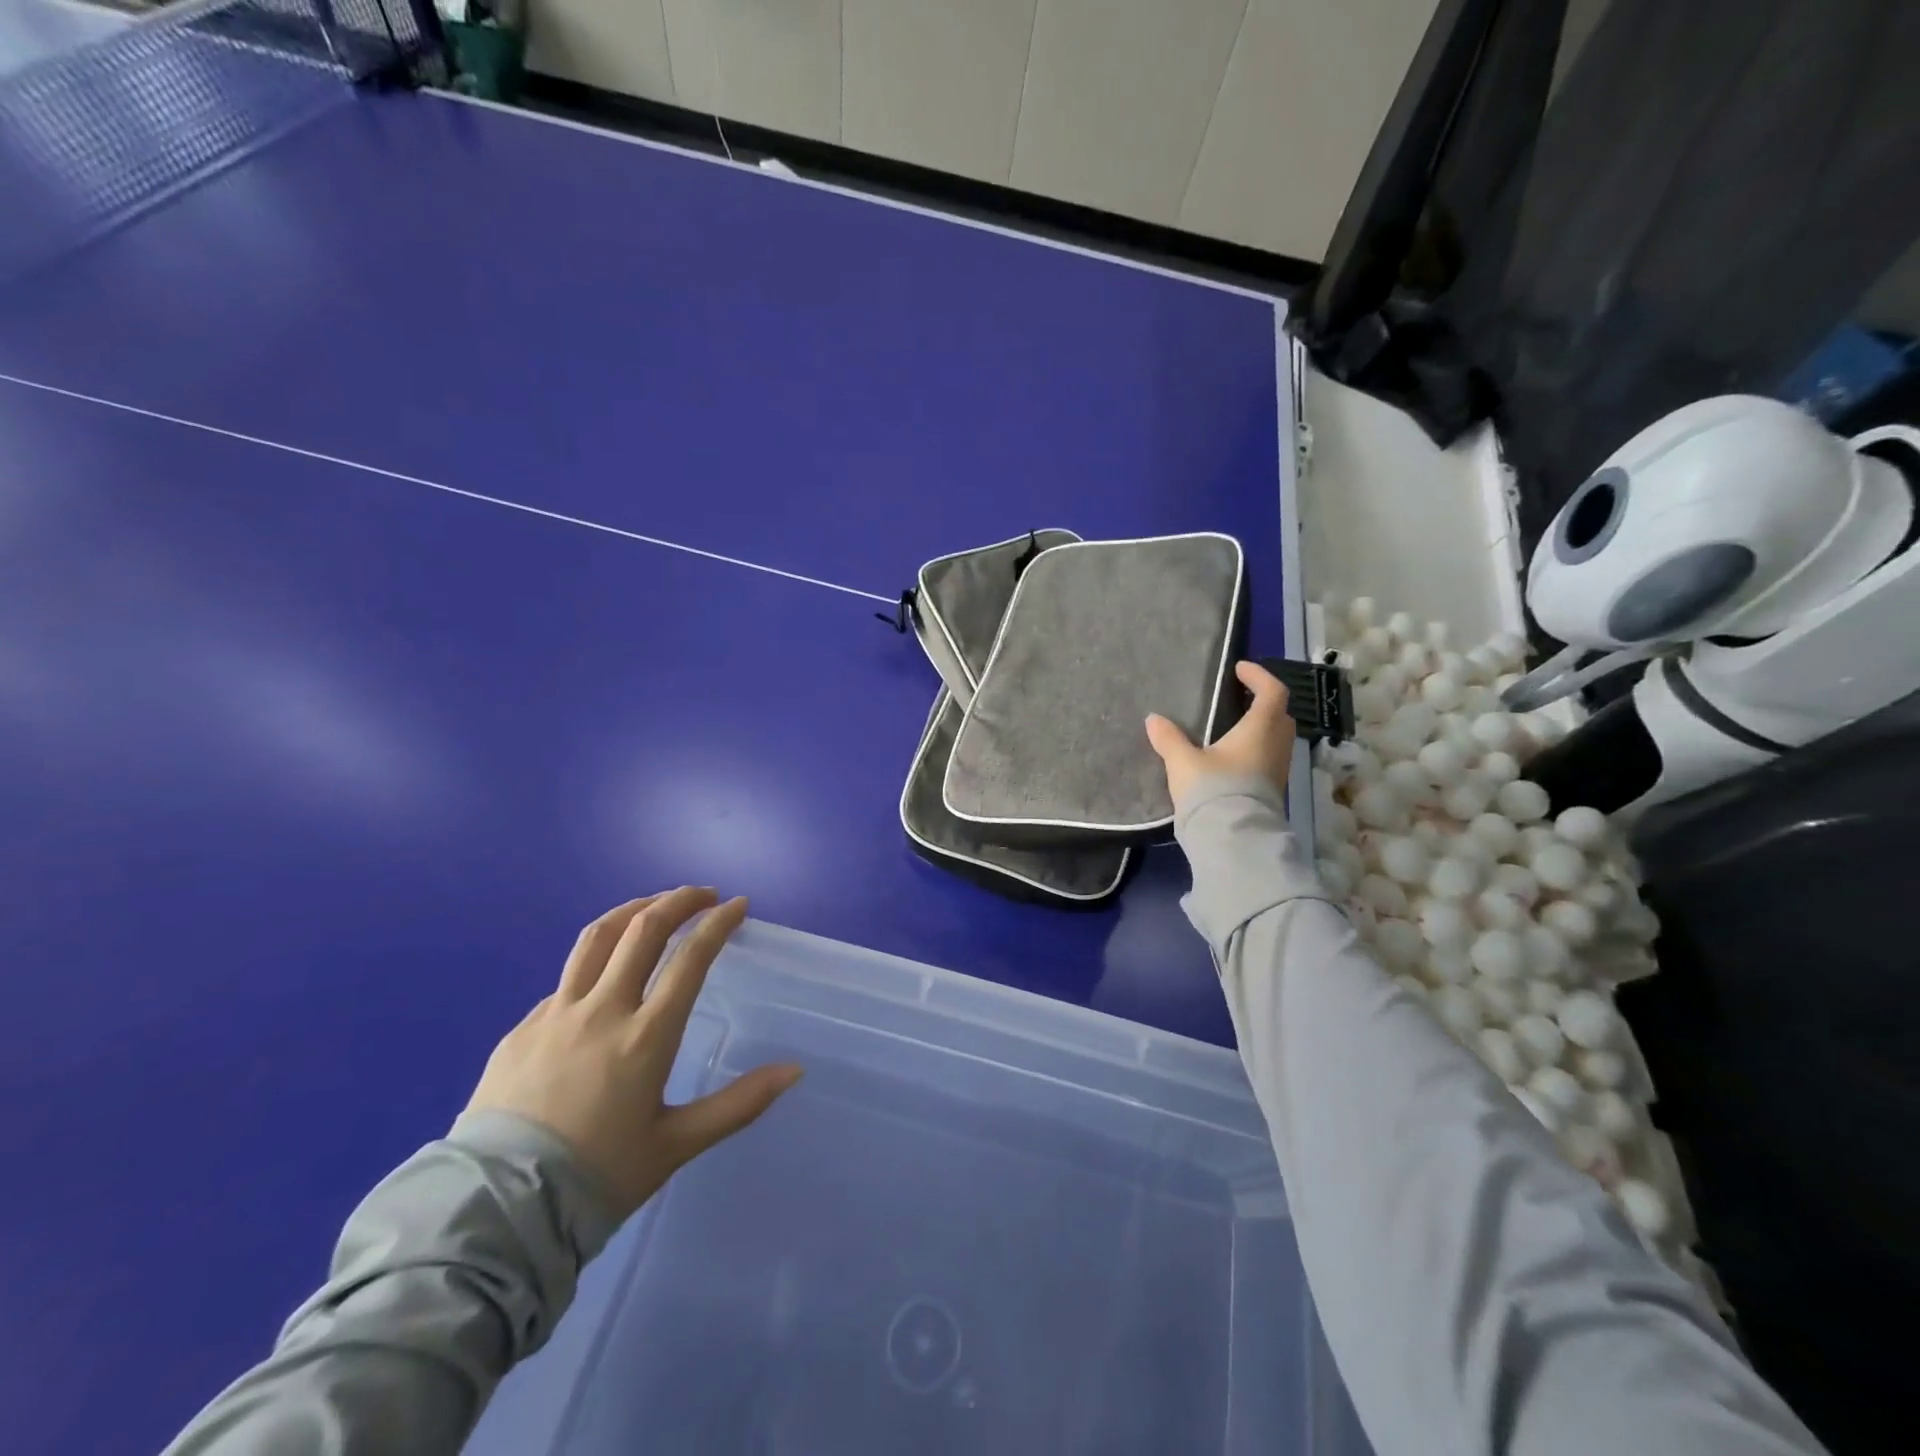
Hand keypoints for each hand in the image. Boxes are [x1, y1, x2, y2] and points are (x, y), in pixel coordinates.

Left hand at [465, 888, 802, 1220]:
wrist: (495, 1215)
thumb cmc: (598, 1178)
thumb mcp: (677, 1144)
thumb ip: (739, 1104)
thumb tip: (794, 1070)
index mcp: (646, 1035)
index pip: (690, 957)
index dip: (718, 923)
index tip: (738, 905)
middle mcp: (602, 1010)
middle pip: (643, 928)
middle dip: (680, 900)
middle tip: (704, 895)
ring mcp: (556, 1014)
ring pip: (598, 937)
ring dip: (633, 910)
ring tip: (655, 905)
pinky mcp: (521, 1029)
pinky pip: (567, 980)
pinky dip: (596, 961)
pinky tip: (604, 979)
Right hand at [1145, 660, 1295, 809]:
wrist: (1233, 839)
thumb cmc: (1213, 790)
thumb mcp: (1183, 762)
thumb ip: (1169, 739)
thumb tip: (1153, 719)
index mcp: (1260, 729)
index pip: (1272, 691)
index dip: (1259, 676)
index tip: (1239, 670)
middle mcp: (1276, 745)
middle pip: (1280, 714)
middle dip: (1262, 702)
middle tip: (1237, 699)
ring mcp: (1278, 770)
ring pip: (1276, 738)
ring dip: (1260, 728)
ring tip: (1230, 729)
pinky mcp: (1272, 791)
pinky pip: (1269, 759)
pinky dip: (1255, 749)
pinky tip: (1230, 758)